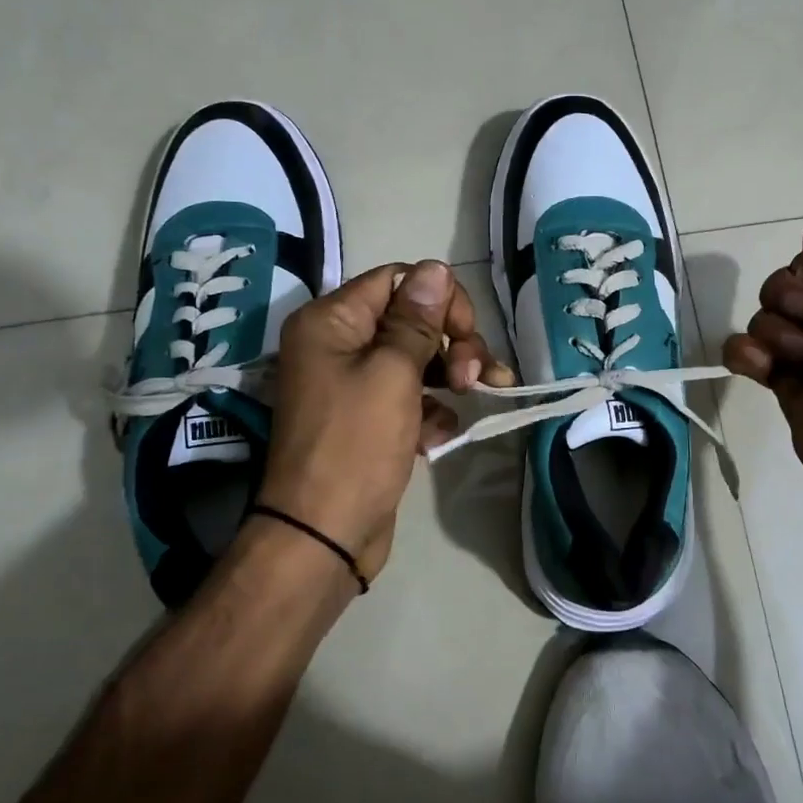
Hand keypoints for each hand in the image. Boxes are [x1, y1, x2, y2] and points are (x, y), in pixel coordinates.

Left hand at [260, 260, 513, 584]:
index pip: (397, 280)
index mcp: (332, 322)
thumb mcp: (392, 374)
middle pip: (412, 318)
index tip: (466, 333)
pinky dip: (432, 410)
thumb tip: (435, 268)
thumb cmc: (356, 445)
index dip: (439, 299)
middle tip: (473, 376)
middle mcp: (339, 344)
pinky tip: (441, 436)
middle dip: (452, 342)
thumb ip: (417, 320)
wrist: (324, 534)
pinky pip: (411, 396)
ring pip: (418, 358)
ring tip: (477, 397)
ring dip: (451, 374)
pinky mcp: (371, 418)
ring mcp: (354, 384)